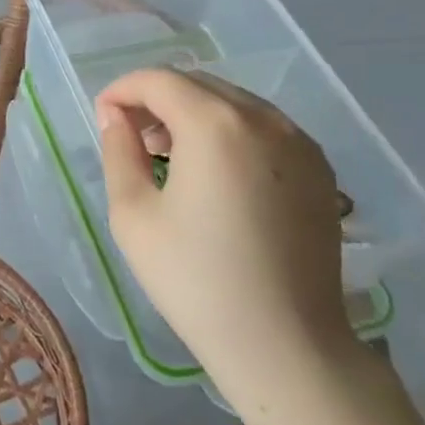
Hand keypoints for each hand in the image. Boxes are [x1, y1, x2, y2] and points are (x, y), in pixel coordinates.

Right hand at [95, 68, 356, 411]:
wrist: (286, 345)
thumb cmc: (196, 280)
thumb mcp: (133, 214)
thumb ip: (118, 151)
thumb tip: (115, 117)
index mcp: (215, 124)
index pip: (158, 80)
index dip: (122, 90)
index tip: (104, 119)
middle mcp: (263, 118)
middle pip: (197, 84)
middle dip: (157, 100)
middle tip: (132, 138)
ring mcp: (299, 142)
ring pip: (232, 102)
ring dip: (193, 114)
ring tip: (170, 157)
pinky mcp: (320, 169)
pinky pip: (263, 128)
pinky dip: (230, 132)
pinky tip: (216, 173)